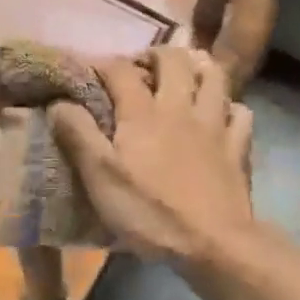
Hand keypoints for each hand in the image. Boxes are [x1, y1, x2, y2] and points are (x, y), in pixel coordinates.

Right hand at [50, 46, 257, 264]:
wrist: (214, 244)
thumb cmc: (150, 211)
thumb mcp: (100, 177)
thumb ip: (78, 135)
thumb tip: (58, 101)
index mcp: (143, 113)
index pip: (121, 70)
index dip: (104, 64)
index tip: (91, 69)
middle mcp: (180, 107)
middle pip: (174, 61)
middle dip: (156, 54)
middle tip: (143, 66)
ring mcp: (214, 125)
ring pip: (215, 77)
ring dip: (199, 67)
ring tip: (187, 73)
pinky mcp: (238, 148)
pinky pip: (240, 113)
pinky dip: (230, 108)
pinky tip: (221, 115)